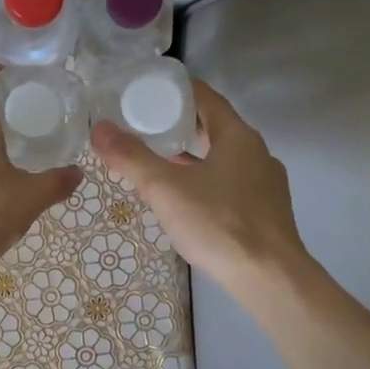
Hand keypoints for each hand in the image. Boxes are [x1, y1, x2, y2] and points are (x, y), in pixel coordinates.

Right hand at [90, 79, 311, 292]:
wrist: (270, 278)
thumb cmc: (218, 223)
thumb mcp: (165, 188)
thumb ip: (131, 157)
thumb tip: (99, 129)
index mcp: (237, 136)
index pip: (206, 97)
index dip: (176, 90)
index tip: (147, 91)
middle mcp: (257, 153)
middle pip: (215, 126)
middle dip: (181, 124)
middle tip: (145, 126)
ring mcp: (265, 183)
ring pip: (224, 157)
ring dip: (194, 155)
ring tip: (160, 161)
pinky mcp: (266, 211)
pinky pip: (231, 183)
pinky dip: (207, 180)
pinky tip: (188, 198)